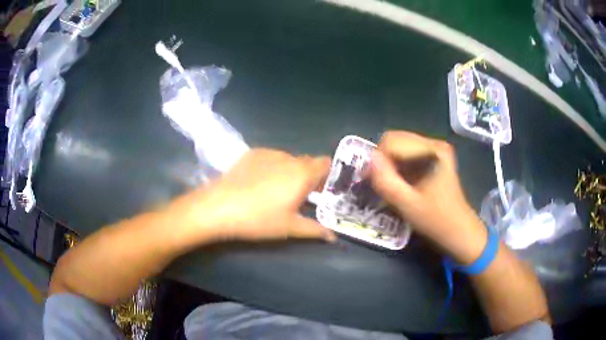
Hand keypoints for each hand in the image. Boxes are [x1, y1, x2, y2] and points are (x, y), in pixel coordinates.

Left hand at [173, 148, 335, 243]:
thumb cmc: (259, 220)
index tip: (319, 191)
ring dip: (288, 172)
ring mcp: (268, 153)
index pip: (325, 163)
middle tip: (298, 196)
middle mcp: (289, 158)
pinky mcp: (251, 153)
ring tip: (273, 191)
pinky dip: (271, 167)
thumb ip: (315, 230)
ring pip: (287, 160)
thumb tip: (333, 236)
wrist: (219, 207)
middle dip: (307, 176)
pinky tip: (256, 183)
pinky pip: (270, 158)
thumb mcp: (290, 228)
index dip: (326, 175)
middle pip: (307, 162)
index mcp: (302, 174)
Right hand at [370, 131, 485, 262]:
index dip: (378, 160)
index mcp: (432, 151)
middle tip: (381, 183)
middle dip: (383, 160)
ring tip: (391, 184)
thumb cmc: (435, 219)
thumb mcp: (407, 205)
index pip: (391, 142)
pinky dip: (398, 165)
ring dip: (390, 163)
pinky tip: (402, 182)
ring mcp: (435, 148)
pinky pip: (406, 152)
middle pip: (395, 139)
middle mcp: (434, 143)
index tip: (373, 182)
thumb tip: (369, 159)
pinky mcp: (434, 156)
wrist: (458, 229)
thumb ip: (386, 182)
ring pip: (398, 145)